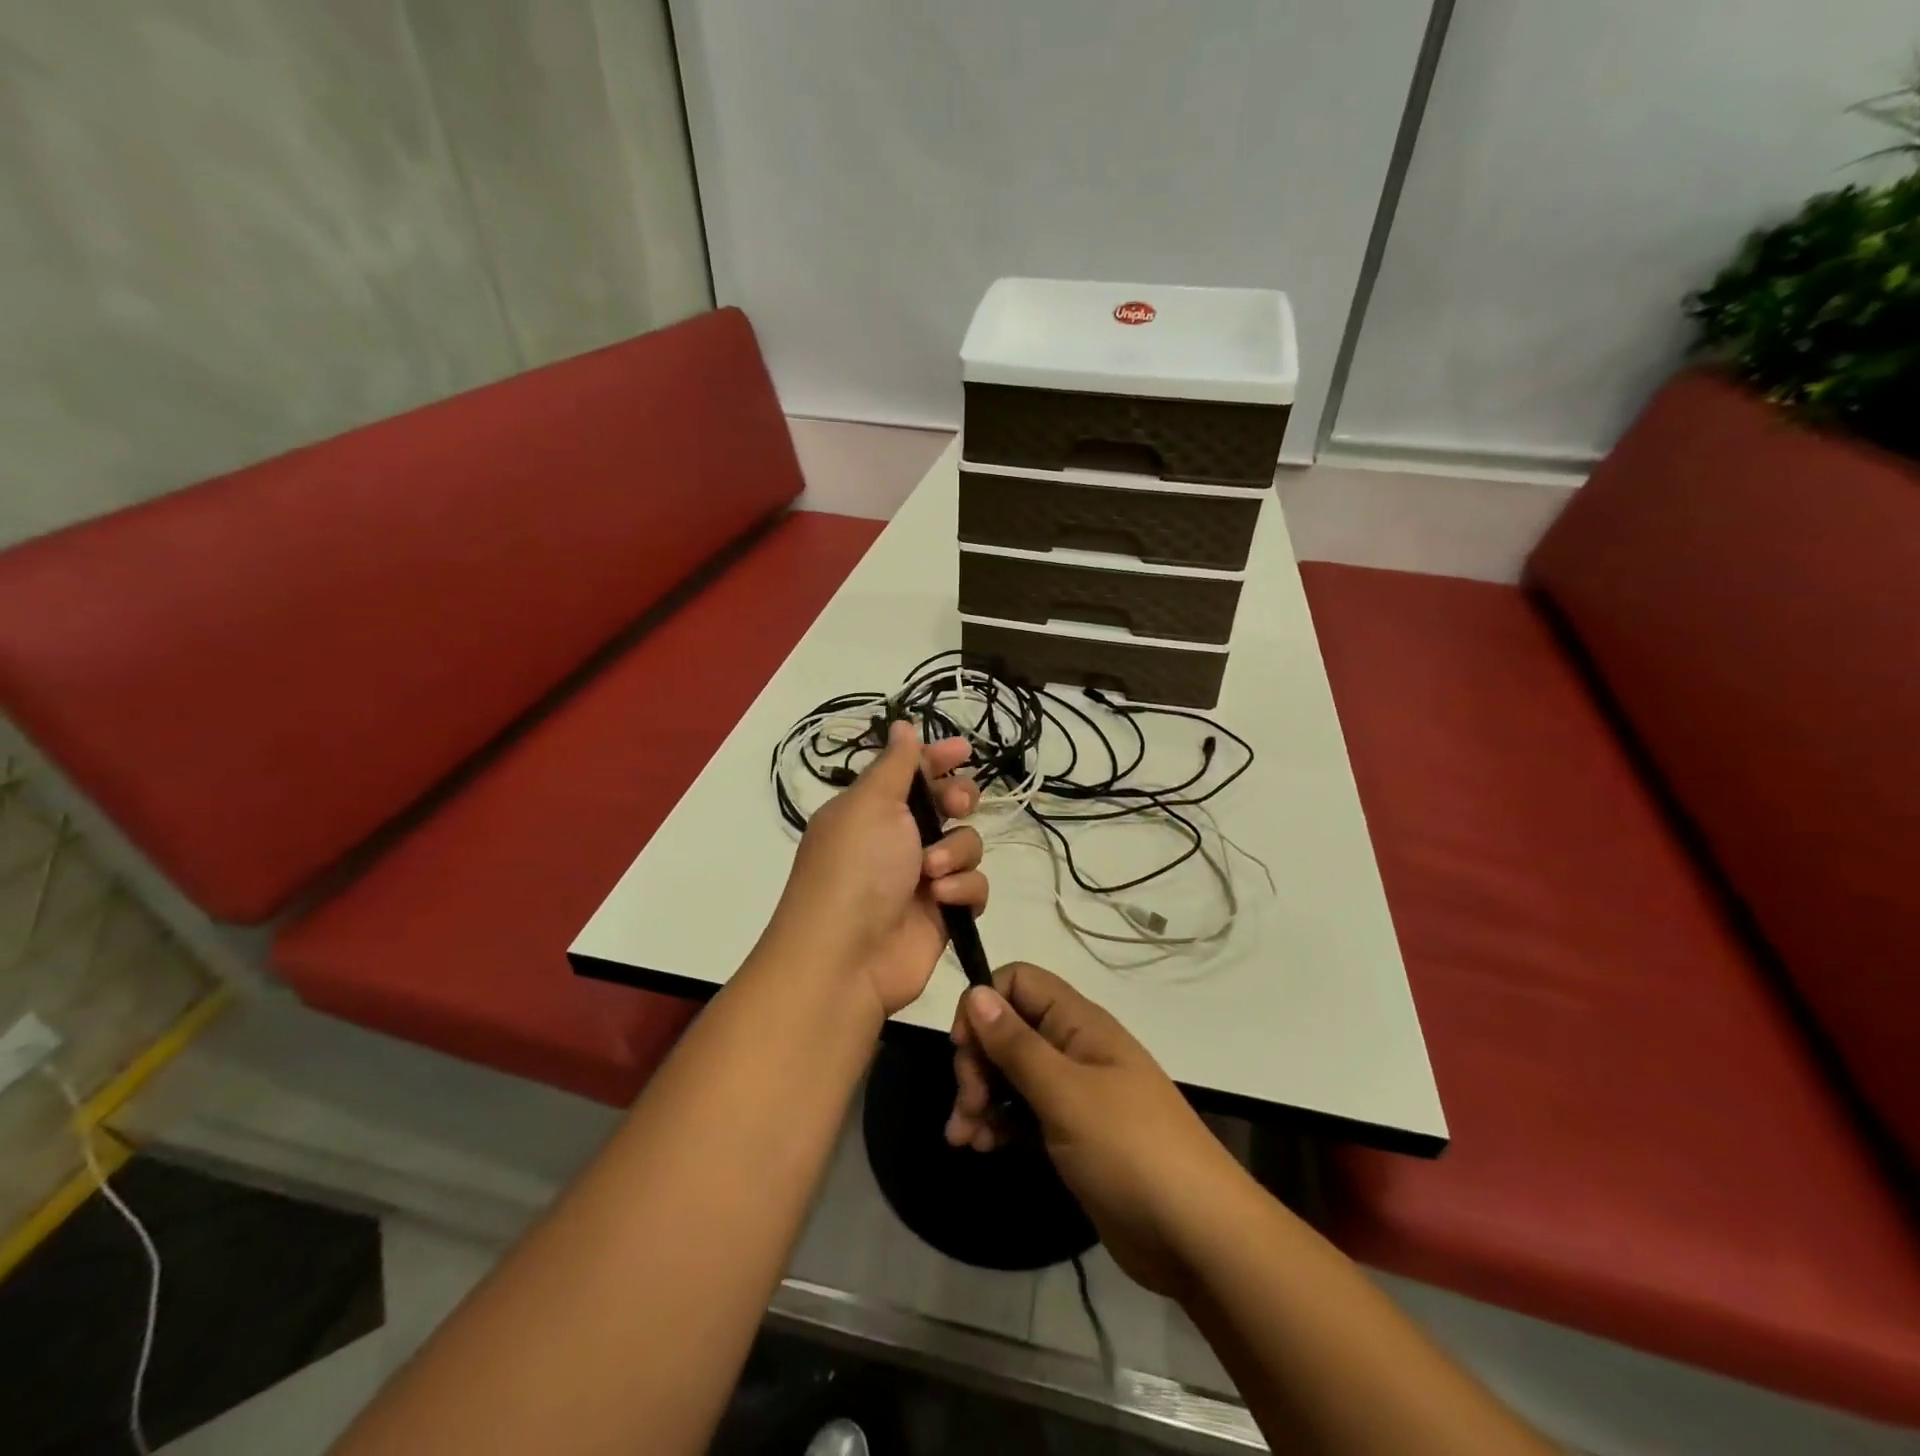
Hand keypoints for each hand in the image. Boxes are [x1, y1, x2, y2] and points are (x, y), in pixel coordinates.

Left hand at [768, 721, 984, 1018]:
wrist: (846, 959)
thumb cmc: (855, 868)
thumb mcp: (870, 804)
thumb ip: (895, 764)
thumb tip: (901, 724)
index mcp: (872, 809)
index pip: (911, 772)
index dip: (937, 758)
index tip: (963, 750)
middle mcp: (897, 839)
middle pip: (948, 804)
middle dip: (958, 800)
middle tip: (955, 806)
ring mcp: (921, 877)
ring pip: (967, 844)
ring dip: (955, 852)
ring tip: (931, 872)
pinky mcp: (943, 912)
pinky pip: (973, 886)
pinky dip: (962, 889)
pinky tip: (942, 898)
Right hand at [946, 964, 1245, 1298]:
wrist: (1196, 1236)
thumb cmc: (1129, 1149)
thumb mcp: (1065, 1093)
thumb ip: (1016, 1044)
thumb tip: (975, 991)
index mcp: (1078, 1023)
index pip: (1019, 982)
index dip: (984, 1005)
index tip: (964, 1047)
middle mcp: (1073, 1049)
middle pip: (1008, 1030)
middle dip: (977, 1062)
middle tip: (967, 1104)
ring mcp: (1073, 1093)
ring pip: (1010, 1075)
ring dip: (979, 1098)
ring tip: (961, 1139)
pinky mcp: (1071, 1134)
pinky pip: (1022, 1113)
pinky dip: (997, 1124)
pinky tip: (980, 1148)